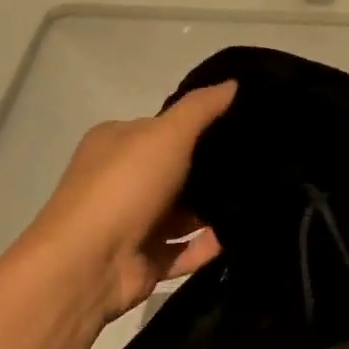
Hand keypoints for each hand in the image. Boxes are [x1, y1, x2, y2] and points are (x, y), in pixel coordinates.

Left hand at [17, 82, 235, 323]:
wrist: (88, 265)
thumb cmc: (125, 187)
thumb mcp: (167, 134)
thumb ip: (201, 108)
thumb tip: (233, 82)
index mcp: (117, 143)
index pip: (163, 128)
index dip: (199, 126)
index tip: (242, 125)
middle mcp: (122, 180)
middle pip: (176, 171)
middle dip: (211, 169)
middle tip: (260, 164)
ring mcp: (132, 222)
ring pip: (182, 213)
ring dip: (213, 209)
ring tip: (259, 199)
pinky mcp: (144, 260)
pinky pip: (184, 250)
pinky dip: (208, 245)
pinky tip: (238, 236)